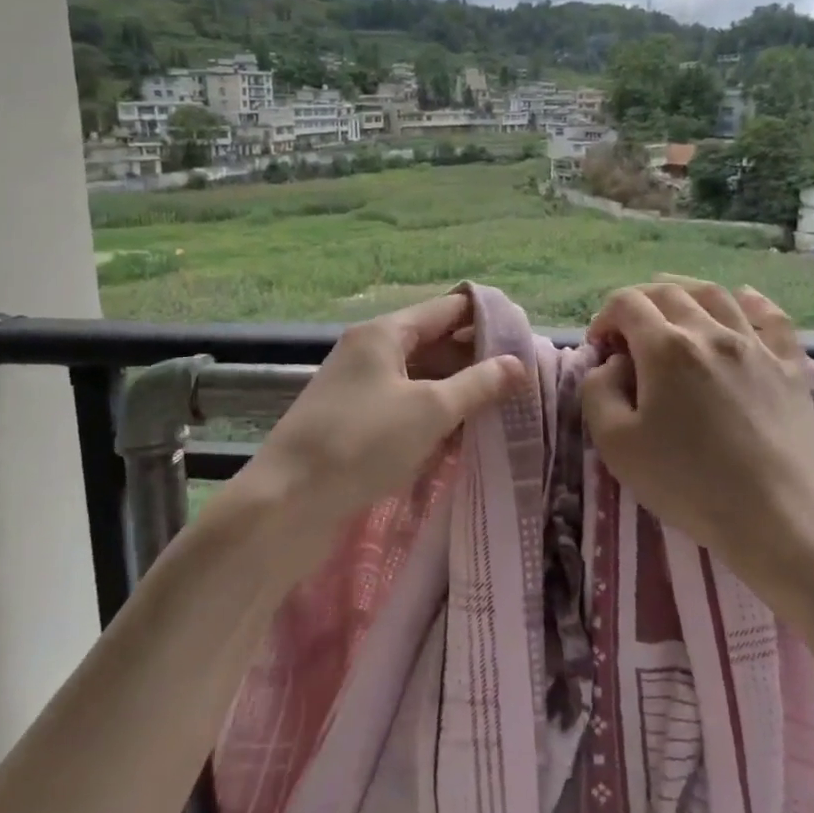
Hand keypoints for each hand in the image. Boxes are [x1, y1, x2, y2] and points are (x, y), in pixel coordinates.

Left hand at [236, 291, 522, 556]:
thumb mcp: (430, 410)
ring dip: (459, 390)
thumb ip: (478, 384)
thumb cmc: (361, 443)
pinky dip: (435, 415)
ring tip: (504, 407)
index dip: (488, 318)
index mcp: (385, 333)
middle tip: (523, 379)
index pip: (448, 309)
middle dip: (478, 358)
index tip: (527, 337)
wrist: (286, 503)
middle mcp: (371, 352)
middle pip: (435, 342)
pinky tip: (464, 434)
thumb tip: (519, 363)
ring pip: (422, 378)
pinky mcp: (356, 423)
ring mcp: (361, 388)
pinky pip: (406, 407)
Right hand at [580, 279, 813, 583]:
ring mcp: (755, 346)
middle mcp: (711, 332)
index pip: (626, 304)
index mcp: (665, 348)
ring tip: (672, 304)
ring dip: (685, 291)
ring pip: (717, 295)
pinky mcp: (790, 366)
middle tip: (627, 328)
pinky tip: (742, 300)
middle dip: (639, 301)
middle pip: (668, 293)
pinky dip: (752, 302)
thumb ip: (598, 392)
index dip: (605, 317)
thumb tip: (612, 363)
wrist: (778, 515)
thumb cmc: (689, 483)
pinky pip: (772, 318)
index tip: (600, 348)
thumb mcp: (616, 445)